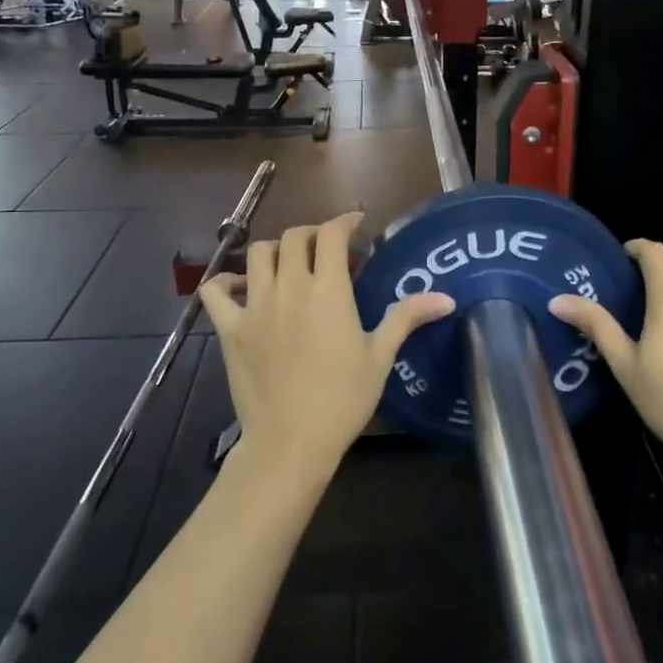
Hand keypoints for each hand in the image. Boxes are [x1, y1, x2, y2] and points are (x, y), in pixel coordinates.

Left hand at [201, 213, 453, 475]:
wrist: (290, 442)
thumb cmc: (342, 400)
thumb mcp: (380, 357)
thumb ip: (406, 317)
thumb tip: (447, 298)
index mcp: (328, 291)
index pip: (331, 235)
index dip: (344, 221)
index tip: (356, 223)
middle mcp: (289, 288)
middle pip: (294, 237)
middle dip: (313, 233)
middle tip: (326, 247)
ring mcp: (254, 306)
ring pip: (258, 254)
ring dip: (276, 250)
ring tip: (289, 264)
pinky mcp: (229, 329)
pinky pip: (216, 291)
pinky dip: (226, 282)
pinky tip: (241, 288)